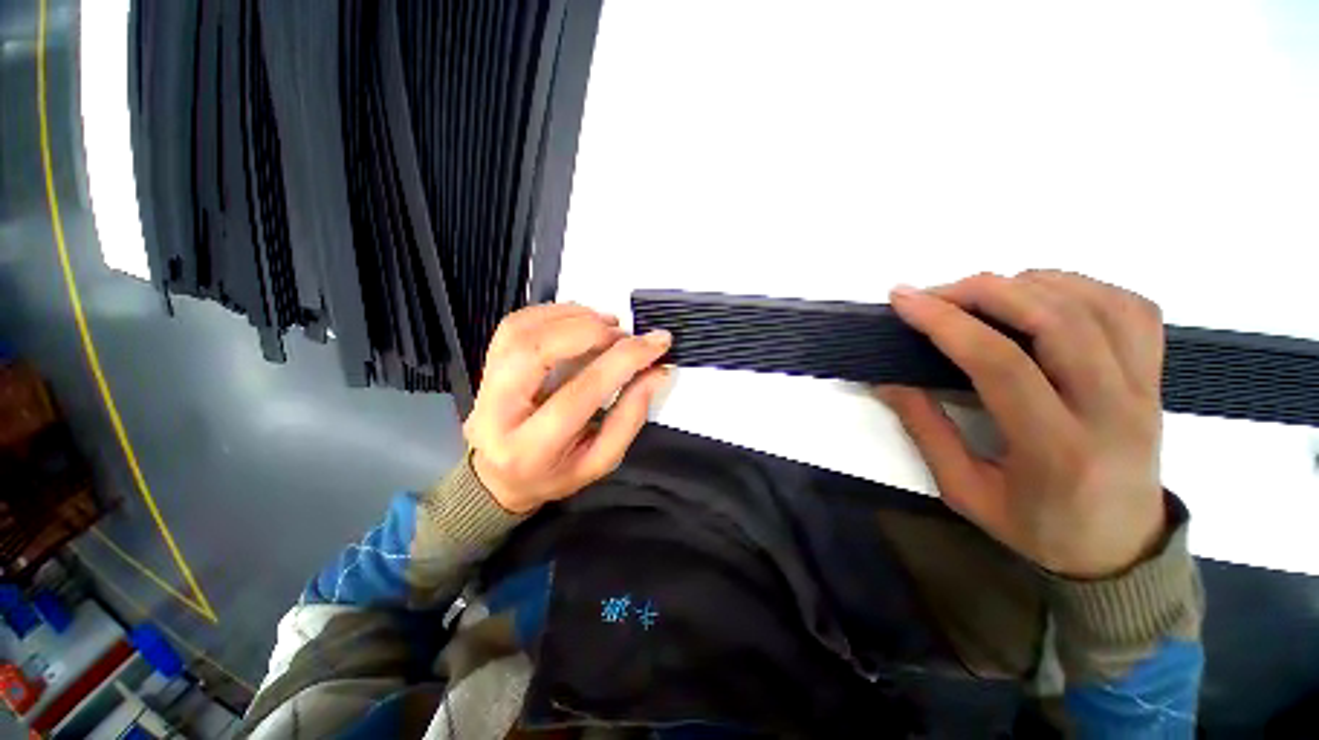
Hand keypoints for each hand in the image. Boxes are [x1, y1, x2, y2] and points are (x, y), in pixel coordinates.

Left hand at [464, 304, 671, 513]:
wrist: (500, 477)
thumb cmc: (555, 473)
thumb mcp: (601, 460)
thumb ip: (630, 416)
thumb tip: (656, 372)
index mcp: (532, 448)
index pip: (582, 392)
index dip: (624, 360)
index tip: (657, 343)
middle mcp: (499, 411)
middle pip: (536, 351)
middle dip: (589, 330)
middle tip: (622, 334)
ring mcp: (485, 383)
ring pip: (521, 330)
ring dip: (571, 316)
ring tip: (605, 324)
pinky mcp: (487, 364)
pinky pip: (515, 324)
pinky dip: (553, 312)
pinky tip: (580, 321)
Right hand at [879, 270, 1165, 578]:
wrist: (1120, 549)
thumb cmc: (1037, 527)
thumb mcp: (964, 490)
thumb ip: (925, 430)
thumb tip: (887, 380)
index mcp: (1058, 450)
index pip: (1001, 364)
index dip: (946, 323)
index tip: (904, 300)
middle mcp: (1113, 411)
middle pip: (1057, 320)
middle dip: (985, 291)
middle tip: (936, 292)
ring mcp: (1145, 390)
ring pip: (1096, 304)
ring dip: (1029, 284)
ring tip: (981, 293)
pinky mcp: (1156, 378)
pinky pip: (1131, 308)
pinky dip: (1081, 286)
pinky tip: (1042, 296)